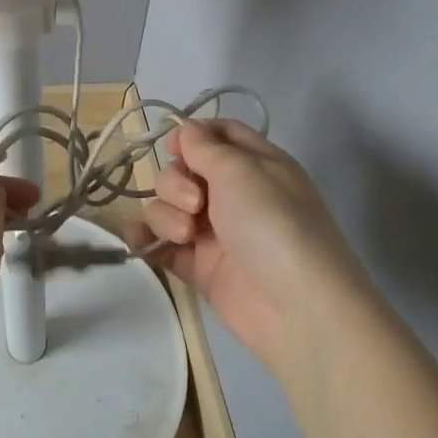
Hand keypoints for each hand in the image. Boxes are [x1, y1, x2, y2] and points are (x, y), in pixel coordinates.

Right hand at [133, 119, 370, 375]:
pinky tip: (140, 242)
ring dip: (166, 214)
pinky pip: (161, 244)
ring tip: (187, 236)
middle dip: (175, 182)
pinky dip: (147, 240)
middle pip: (183, 170)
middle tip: (196, 203)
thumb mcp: (242, 170)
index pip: (219, 134)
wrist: (297, 308)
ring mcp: (214, 232)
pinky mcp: (199, 267)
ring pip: (168, 206)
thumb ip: (205, 146)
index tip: (172, 147)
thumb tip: (185, 130)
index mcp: (255, 164)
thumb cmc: (273, 224)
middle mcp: (234, 194)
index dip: (192, 135)